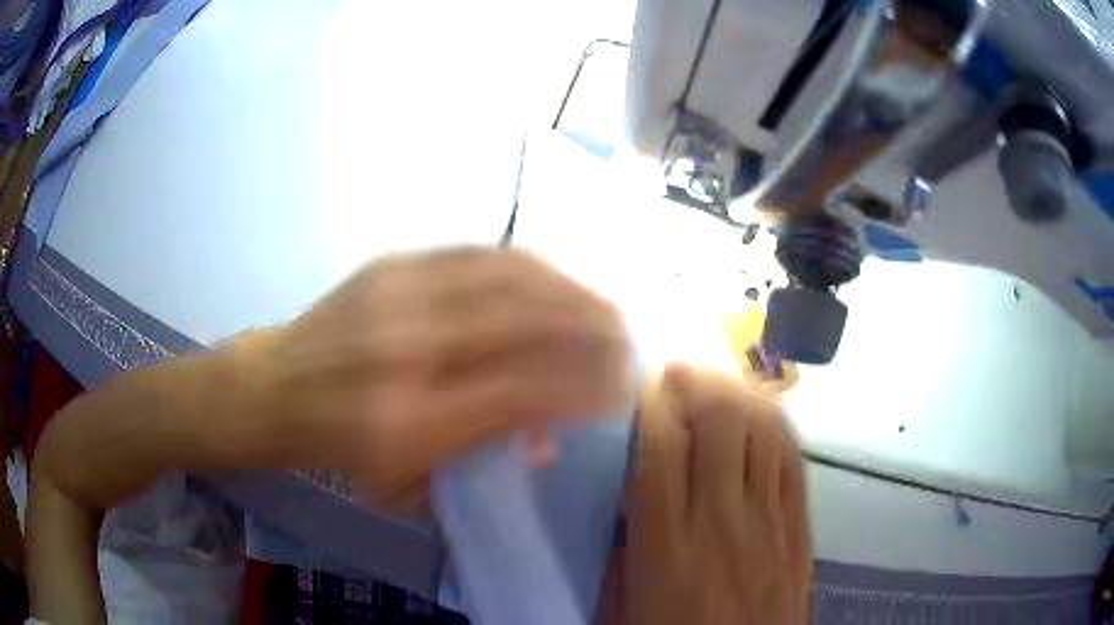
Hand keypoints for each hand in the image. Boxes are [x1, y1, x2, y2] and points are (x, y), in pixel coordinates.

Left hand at [238, 247, 635, 512]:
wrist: (272, 389)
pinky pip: (478, 254)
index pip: (524, 389)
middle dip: (592, 327)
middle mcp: (412, 348)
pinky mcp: (393, 264)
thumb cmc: (335, 451)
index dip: (584, 384)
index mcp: (412, 419)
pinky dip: (529, 265)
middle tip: (627, 336)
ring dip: (570, 289)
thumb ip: (480, 458)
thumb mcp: (404, 484)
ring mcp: (401, 294)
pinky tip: (554, 276)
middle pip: (526, 321)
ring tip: (603, 304)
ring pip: (510, 277)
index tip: (621, 386)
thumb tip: (544, 435)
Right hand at [600, 365, 811, 623]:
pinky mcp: (800, 526)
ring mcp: (770, 520)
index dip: (649, 401)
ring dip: (736, 393)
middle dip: (696, 381)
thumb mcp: (623, 606)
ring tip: (714, 384)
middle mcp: (723, 521)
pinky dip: (774, 423)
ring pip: (763, 428)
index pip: (660, 447)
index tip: (637, 382)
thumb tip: (625, 494)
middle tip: (676, 372)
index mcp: (668, 546)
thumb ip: (622, 549)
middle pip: (720, 421)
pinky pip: (792, 457)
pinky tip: (757, 414)